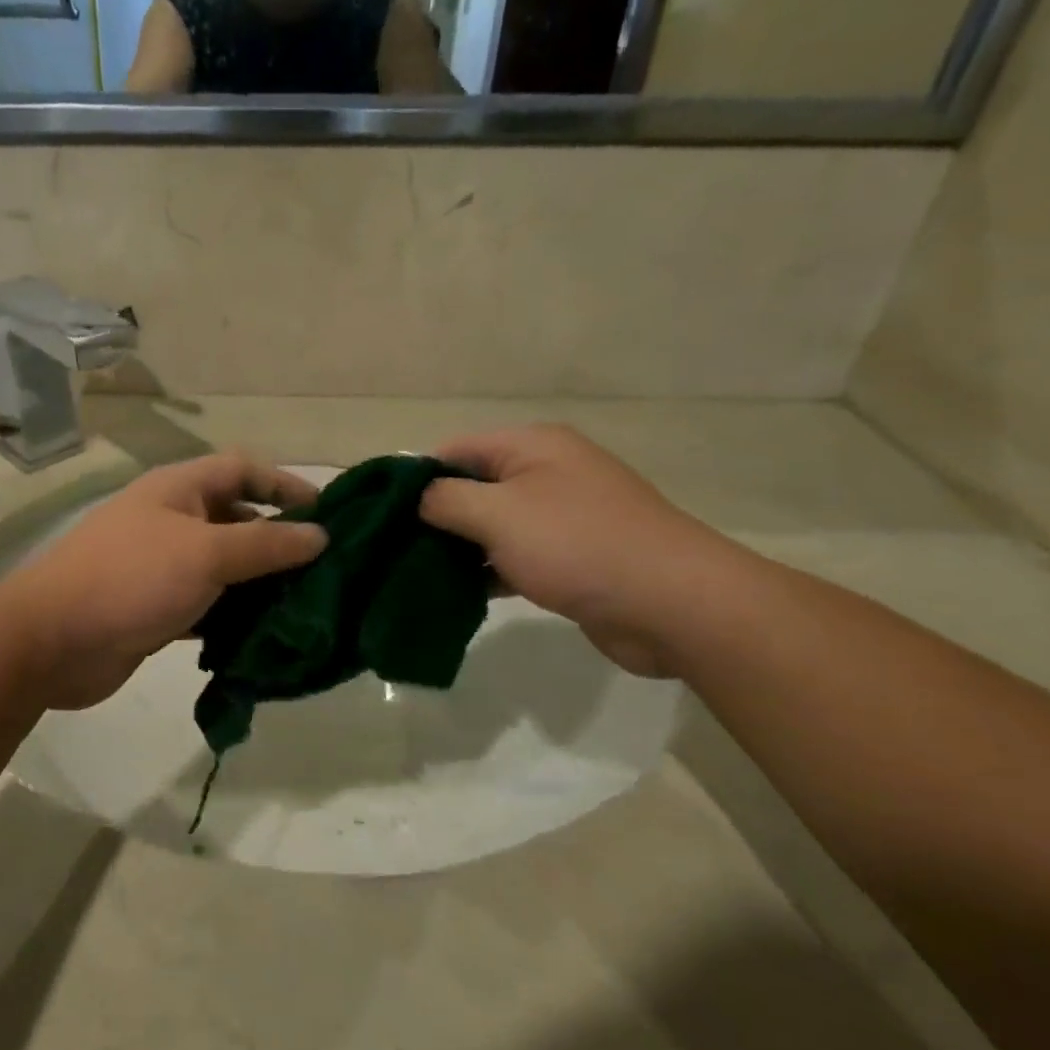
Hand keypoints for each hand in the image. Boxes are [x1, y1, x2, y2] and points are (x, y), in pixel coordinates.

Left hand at [0, 454, 326, 708]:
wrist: (51, 642)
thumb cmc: (131, 579)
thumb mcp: (206, 553)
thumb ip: (266, 543)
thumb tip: (320, 535)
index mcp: (179, 489)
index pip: (243, 469)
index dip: (284, 484)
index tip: (327, 513)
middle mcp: (171, 521)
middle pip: (236, 519)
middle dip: (277, 539)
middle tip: (322, 568)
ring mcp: (161, 567)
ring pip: (224, 567)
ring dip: (259, 583)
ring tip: (303, 604)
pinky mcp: (156, 608)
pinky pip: (207, 604)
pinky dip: (232, 616)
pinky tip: (262, 635)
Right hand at [420, 426, 736, 677]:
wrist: (671, 602)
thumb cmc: (577, 544)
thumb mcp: (498, 513)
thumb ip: (446, 500)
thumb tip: (414, 496)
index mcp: (530, 446)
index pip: (454, 450)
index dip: (414, 479)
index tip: (379, 516)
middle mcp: (545, 473)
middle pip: (471, 488)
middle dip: (432, 518)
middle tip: (390, 552)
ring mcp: (560, 517)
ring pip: (490, 527)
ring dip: (456, 550)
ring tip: (411, 577)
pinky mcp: (569, 558)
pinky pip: (513, 557)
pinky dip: (485, 572)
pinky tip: (455, 596)